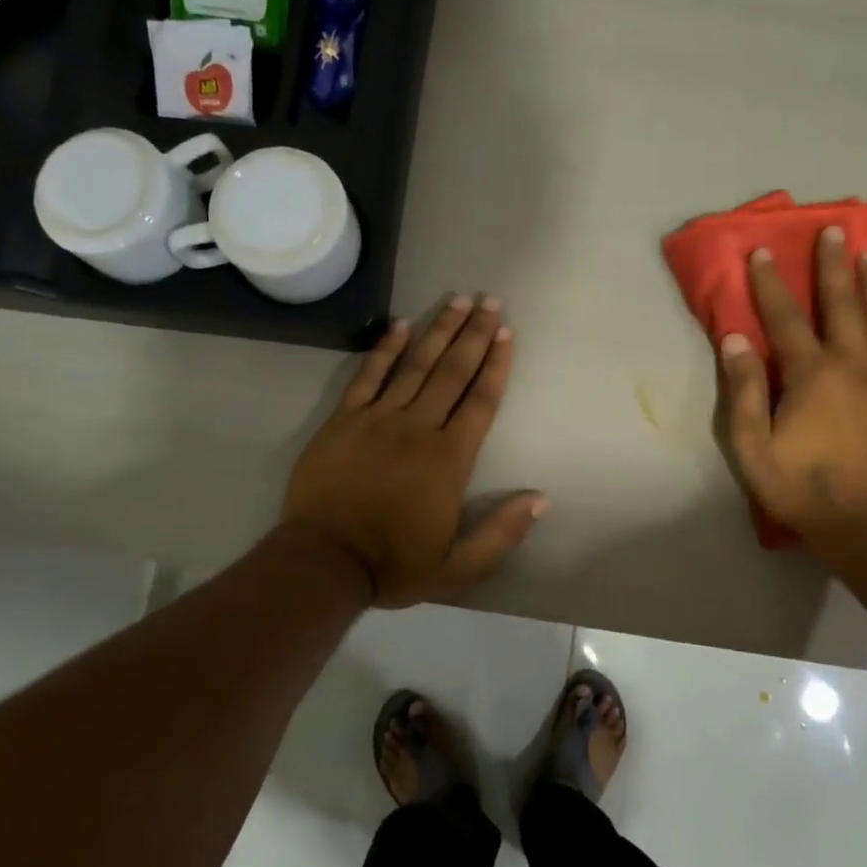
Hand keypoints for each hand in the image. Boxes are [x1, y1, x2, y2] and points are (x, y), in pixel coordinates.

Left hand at [282, 295, 547, 607]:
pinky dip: (384, 349)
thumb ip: (502, 532)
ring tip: (457, 300)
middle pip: (452, 372)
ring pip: (414, 365)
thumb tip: (541, 499)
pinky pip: (367, 375)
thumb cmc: (394, 564)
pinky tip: (400, 325)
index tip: (507, 333)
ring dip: (438, 330)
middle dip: (474, 334)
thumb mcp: (459, 567)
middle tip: (490, 300)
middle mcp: (417, 428)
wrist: (324, 563)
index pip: (481, 401)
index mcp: (449, 459)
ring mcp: (377, 419)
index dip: (496, 365)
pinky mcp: (344, 420)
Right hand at [716, 230, 866, 539]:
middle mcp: (853, 364)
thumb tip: (735, 339)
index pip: (784, 317)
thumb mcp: (753, 447)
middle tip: (833, 231)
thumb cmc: (804, 488)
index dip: (770, 283)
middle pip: (843, 304)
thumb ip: (744, 390)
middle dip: (833, 265)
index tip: (762, 251)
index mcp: (811, 374)